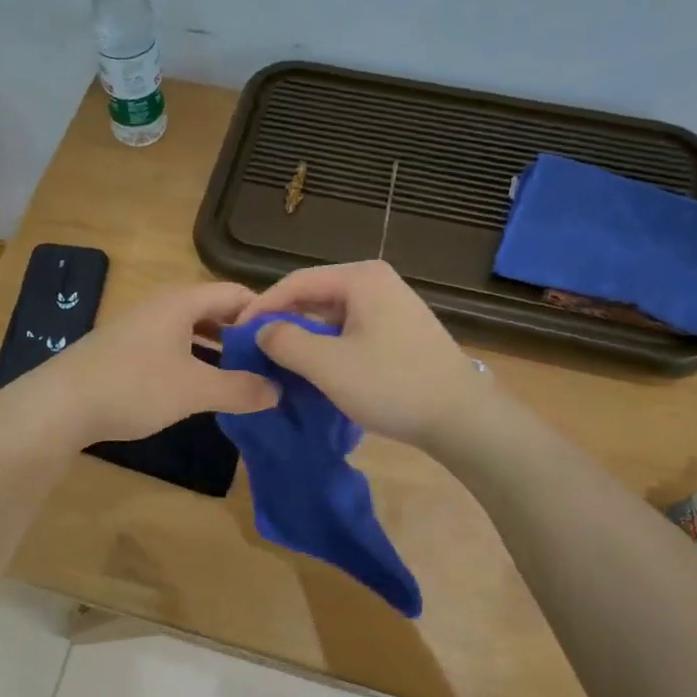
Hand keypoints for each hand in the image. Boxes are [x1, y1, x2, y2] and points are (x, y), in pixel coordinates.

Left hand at [5, 282, 279, 448]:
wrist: (59, 405)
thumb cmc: (133, 386)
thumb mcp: (194, 389)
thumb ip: (240, 389)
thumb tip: (278, 391)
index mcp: (182, 301)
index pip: (237, 294)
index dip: (266, 315)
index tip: (289, 344)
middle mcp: (163, 306)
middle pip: (215, 311)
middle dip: (245, 336)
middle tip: (272, 364)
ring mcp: (142, 328)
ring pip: (193, 332)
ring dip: (220, 352)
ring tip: (246, 379)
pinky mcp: (127, 351)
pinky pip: (174, 348)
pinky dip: (196, 362)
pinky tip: (203, 388)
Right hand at [235, 261, 488, 451]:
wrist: (461, 418)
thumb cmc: (392, 384)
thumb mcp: (328, 365)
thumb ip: (286, 341)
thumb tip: (261, 330)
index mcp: (361, 278)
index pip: (296, 282)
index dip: (262, 306)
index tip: (235, 332)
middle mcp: (377, 282)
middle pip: (315, 296)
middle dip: (284, 322)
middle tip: (254, 349)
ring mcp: (392, 307)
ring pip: (333, 316)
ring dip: (305, 338)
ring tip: (279, 362)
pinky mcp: (400, 331)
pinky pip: (352, 331)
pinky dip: (329, 347)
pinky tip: (315, 370)